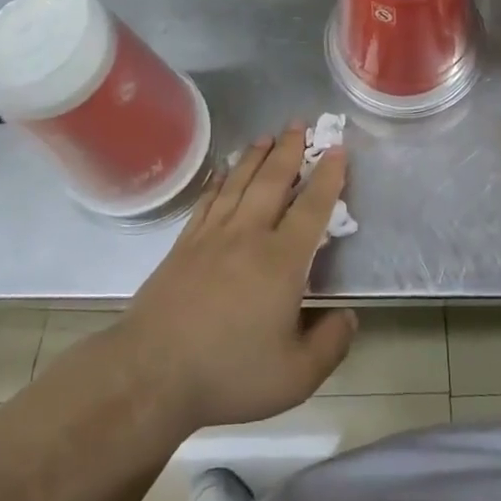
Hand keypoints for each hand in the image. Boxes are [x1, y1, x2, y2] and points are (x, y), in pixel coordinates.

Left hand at [118, 129, 355, 433]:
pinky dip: (220, 179)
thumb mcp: (295, 376)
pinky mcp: (184, 244)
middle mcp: (249, 235)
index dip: (328, 177)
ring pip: (240, 183)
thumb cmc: (229, 373)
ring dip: (256, 156)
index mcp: (282, 261)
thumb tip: (348, 316)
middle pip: (273, 181)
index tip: (337, 149)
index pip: (312, 208)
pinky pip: (208, 200)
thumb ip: (329, 344)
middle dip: (290, 150)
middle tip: (300, 123)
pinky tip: (224, 170)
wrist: (152, 373)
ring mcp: (212, 236)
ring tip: (268, 135)